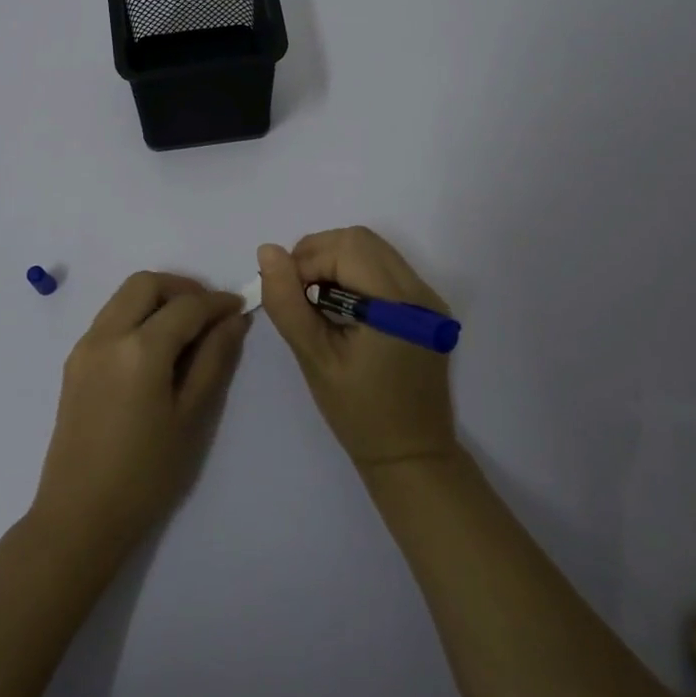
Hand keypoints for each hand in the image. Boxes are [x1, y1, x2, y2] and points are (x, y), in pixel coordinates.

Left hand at [30, 273, 247, 561]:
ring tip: (186, 329)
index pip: (186, 306)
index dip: (217, 302)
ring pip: (124, 297)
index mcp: (139, 349)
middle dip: (182, 288)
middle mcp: (106, 335)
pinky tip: (156, 348)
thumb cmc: (146, 474)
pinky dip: (137, 316)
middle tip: (210, 313)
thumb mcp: (191, 417)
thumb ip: (214, 360)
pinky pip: (110, 318)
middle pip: (146, 284)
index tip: (240, 307)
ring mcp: (85, 347)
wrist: (79, 516)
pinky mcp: (74, 362)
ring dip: (157, 299)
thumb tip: (233, 320)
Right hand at [258, 228, 458, 472]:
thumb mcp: (315, 358)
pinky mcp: (425, 309)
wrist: (411, 456)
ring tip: (315, 301)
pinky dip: (354, 274)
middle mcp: (419, 291)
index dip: (306, 261)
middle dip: (319, 255)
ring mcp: (427, 298)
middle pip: (361, 240)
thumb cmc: (359, 413)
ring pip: (373, 250)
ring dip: (336, 262)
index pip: (345, 248)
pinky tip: (340, 308)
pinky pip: (384, 269)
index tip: (286, 295)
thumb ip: (288, 303)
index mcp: (397, 303)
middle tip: (297, 294)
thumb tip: (268, 251)